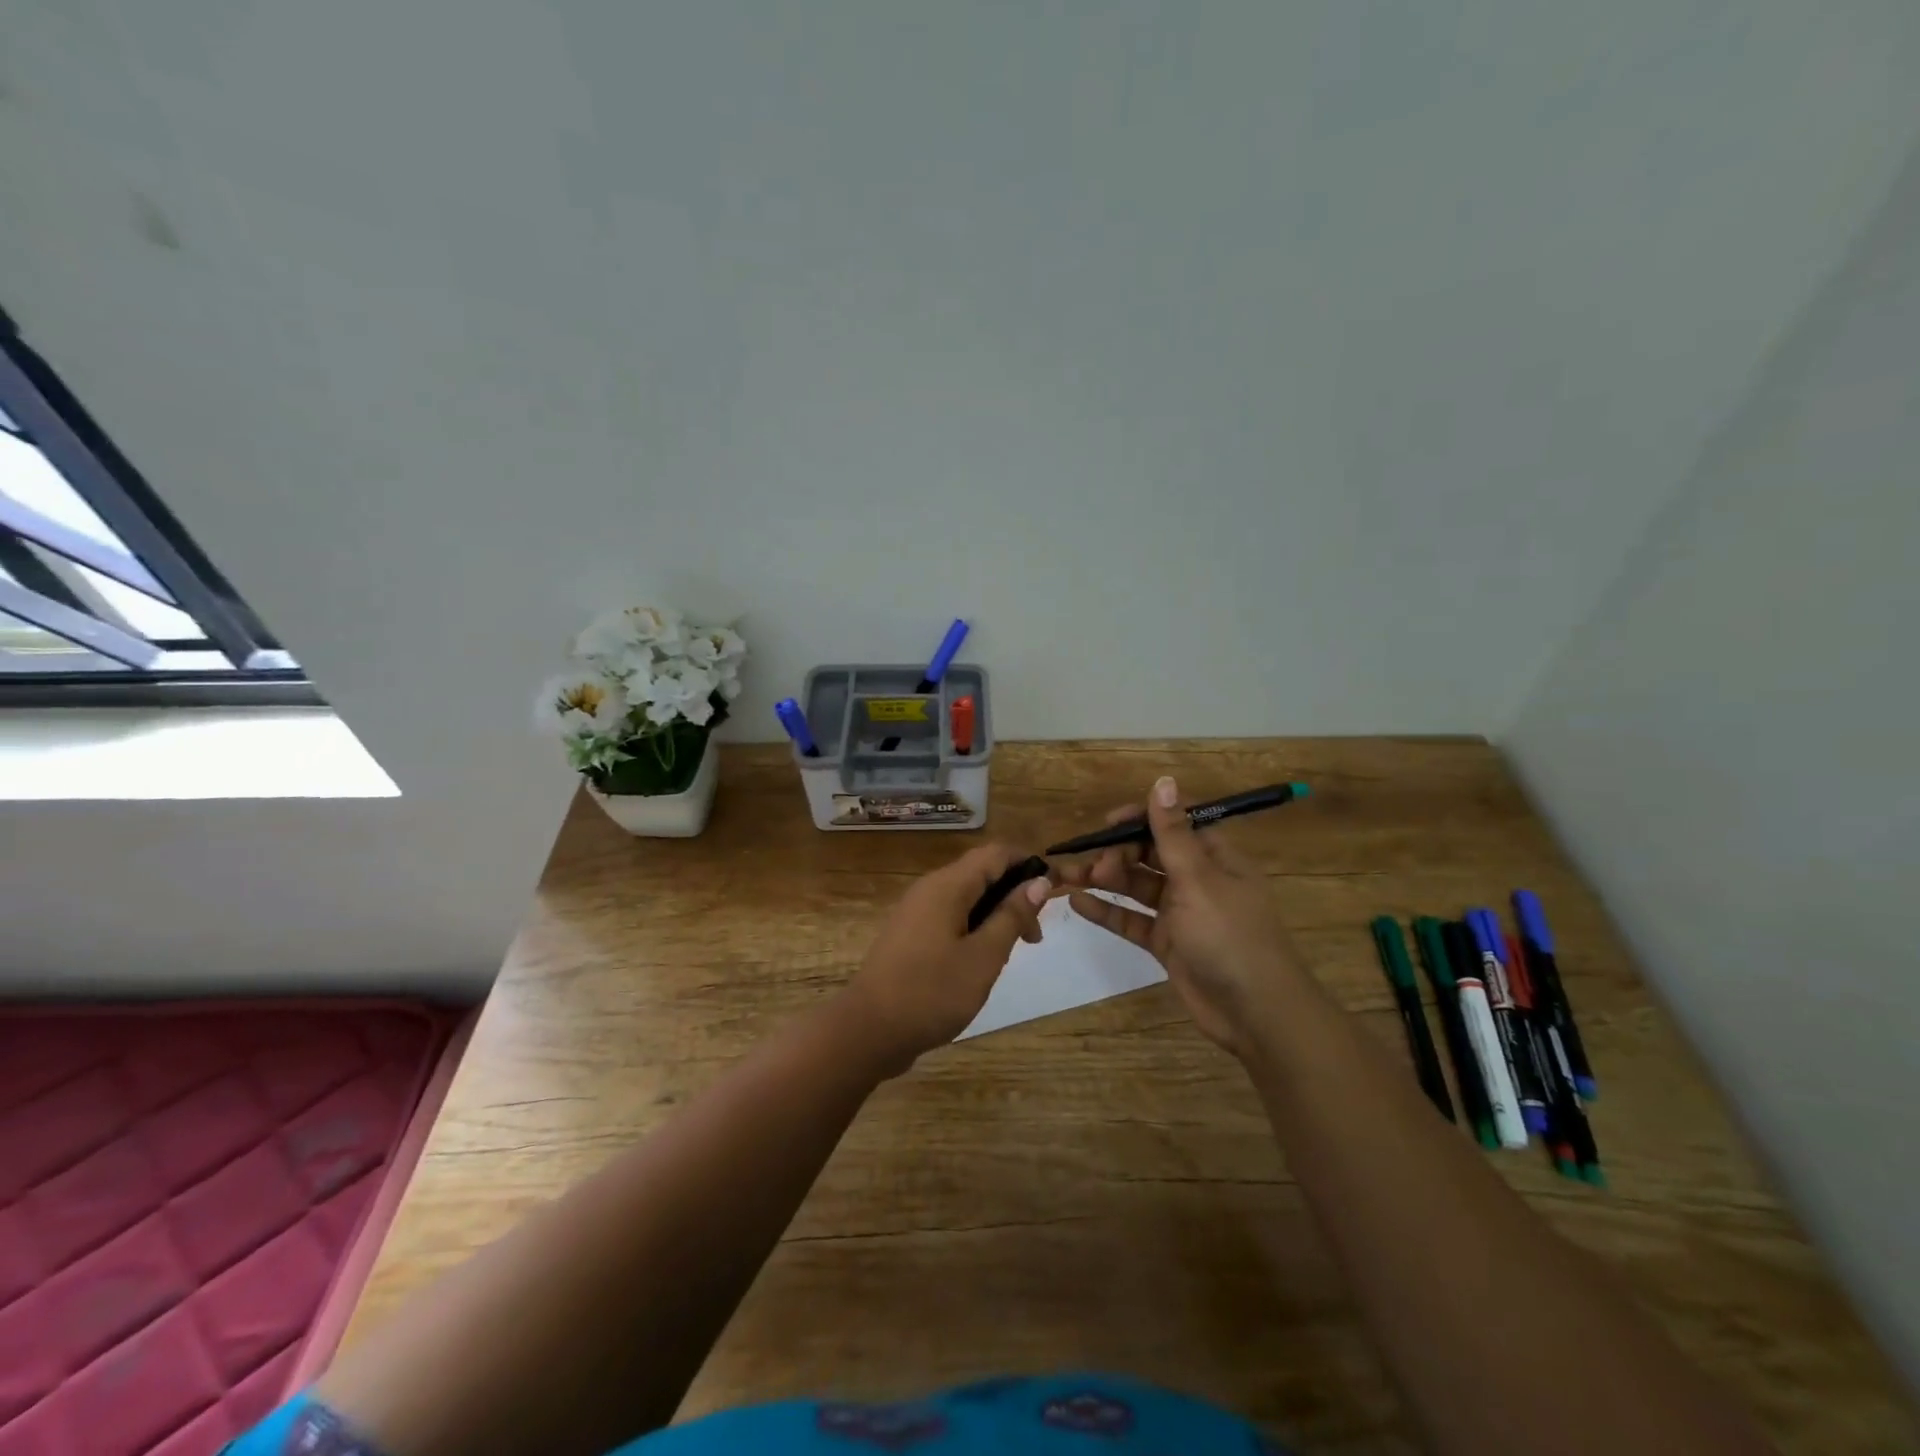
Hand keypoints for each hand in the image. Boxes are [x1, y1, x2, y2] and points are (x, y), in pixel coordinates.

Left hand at [842, 843, 1049, 1074]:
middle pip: (981, 873)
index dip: (1028, 864)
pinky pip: (950, 916)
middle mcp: (930, 889)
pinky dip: (974, 928)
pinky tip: (981, 961)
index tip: (1054, 893)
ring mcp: (916, 912)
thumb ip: (1011, 916)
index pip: (996, 853)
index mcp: (948, 886)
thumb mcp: (983, 957)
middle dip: (1014, 894)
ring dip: (995, 914)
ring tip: (1012, 951)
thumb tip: (1038, 881)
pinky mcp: (910, 935)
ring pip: (966, 897)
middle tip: (1034, 936)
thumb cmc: (931, 993)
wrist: (868, 1031)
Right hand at [1057, 776, 1303, 1056]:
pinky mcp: (1166, 943)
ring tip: (1070, 877)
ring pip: (1137, 885)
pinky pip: (1132, 919)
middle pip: (1150, 853)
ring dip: (1106, 879)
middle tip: (1094, 865)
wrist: (1255, 1012)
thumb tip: (1163, 781)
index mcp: (1214, 858)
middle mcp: (1197, 879)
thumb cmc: (1229, 935)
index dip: (1142, 818)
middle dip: (1117, 852)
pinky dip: (1107, 911)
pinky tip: (1078, 903)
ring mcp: (1181, 912)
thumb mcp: (1198, 879)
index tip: (1108, 823)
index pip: (1175, 824)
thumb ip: (1172, 833)